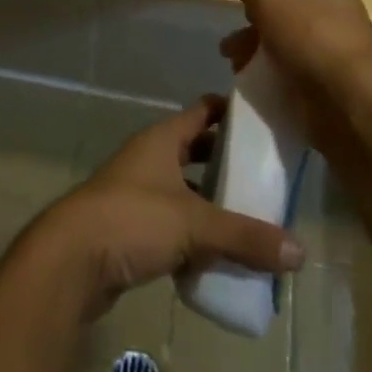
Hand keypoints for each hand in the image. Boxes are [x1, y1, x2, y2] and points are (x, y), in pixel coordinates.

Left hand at [20, 96, 304, 321]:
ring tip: (252, 221)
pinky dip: (195, 236)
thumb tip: (299, 251)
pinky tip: (219, 258)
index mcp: (163, 139)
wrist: (72, 259)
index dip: (232, 112)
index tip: (266, 121)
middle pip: (196, 151)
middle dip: (228, 163)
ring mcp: (139, 192)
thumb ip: (245, 236)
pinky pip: (173, 224)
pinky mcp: (132, 228)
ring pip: (185, 190)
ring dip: (212, 204)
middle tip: (267, 178)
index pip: (203, 111)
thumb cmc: (133, 220)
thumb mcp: (194, 224)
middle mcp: (151, 158)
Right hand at [222, 0, 371, 158]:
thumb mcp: (273, 1)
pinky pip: (295, 80)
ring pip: (289, 52)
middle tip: (232, 43)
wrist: (343, 102)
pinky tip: (253, 83)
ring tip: (234, 64)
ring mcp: (337, 64)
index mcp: (337, 0)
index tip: (250, 5)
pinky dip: (273, 80)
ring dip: (259, 56)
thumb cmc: (310, 37)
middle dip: (256, 30)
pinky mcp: (331, 95)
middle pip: (290, 22)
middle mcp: (341, 29)